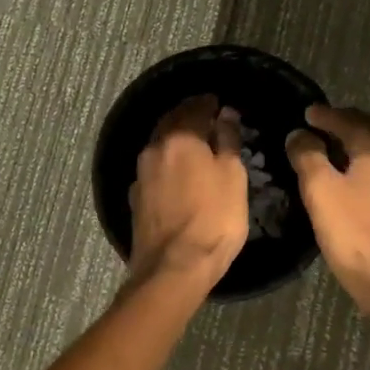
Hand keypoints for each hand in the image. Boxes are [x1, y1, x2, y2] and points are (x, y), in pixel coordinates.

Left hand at [127, 95, 248, 289]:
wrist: (173, 267)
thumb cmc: (214, 219)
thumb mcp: (233, 176)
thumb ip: (228, 141)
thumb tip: (225, 114)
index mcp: (180, 138)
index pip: (194, 108)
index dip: (207, 103)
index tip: (218, 102)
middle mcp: (155, 148)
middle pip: (171, 122)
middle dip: (188, 116)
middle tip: (206, 116)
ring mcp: (141, 174)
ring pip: (160, 144)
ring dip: (175, 138)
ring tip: (194, 142)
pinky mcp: (136, 198)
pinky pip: (154, 167)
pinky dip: (167, 161)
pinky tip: (177, 170)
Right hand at [286, 105, 369, 319]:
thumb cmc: (356, 235)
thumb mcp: (321, 192)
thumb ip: (308, 157)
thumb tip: (300, 134)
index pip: (350, 121)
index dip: (327, 115)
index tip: (308, 113)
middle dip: (349, 124)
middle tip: (326, 125)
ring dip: (363, 146)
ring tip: (341, 151)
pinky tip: (362, 183)